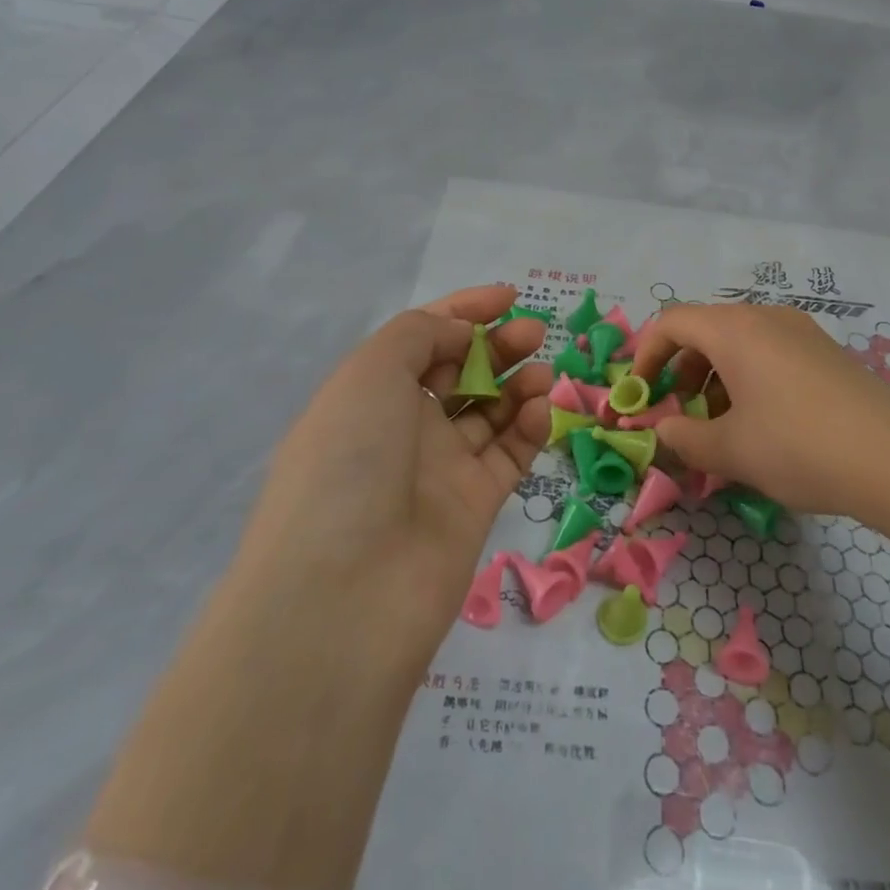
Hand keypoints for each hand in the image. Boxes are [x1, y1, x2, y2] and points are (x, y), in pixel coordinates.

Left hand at [234, 283, 552, 676]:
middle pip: (461, 372)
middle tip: (534, 332)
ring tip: (544, 371)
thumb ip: (421, 334)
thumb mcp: (370, 371)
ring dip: (519, 385)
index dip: (465, 311)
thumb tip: (461, 335)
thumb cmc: (350, 461)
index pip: (424, 338)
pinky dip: (529, 428)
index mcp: (369, 392)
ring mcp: (439, 469)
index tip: (509, 297)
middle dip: (498, 345)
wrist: (345, 592)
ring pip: (490, 413)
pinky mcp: (473, 506)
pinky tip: (541, 411)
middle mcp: (402, 427)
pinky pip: (508, 455)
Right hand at [632, 302, 889, 521]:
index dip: (646, 354)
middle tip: (680, 414)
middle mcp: (766, 317)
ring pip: (739, 343)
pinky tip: (762, 424)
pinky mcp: (826, 353)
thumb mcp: (731, 451)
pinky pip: (770, 353)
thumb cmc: (799, 447)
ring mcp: (802, 332)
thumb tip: (664, 429)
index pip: (671, 321)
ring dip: (715, 377)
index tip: (639, 394)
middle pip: (705, 330)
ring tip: (720, 425)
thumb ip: (684, 438)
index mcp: (735, 329)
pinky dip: (748, 379)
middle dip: (681, 370)